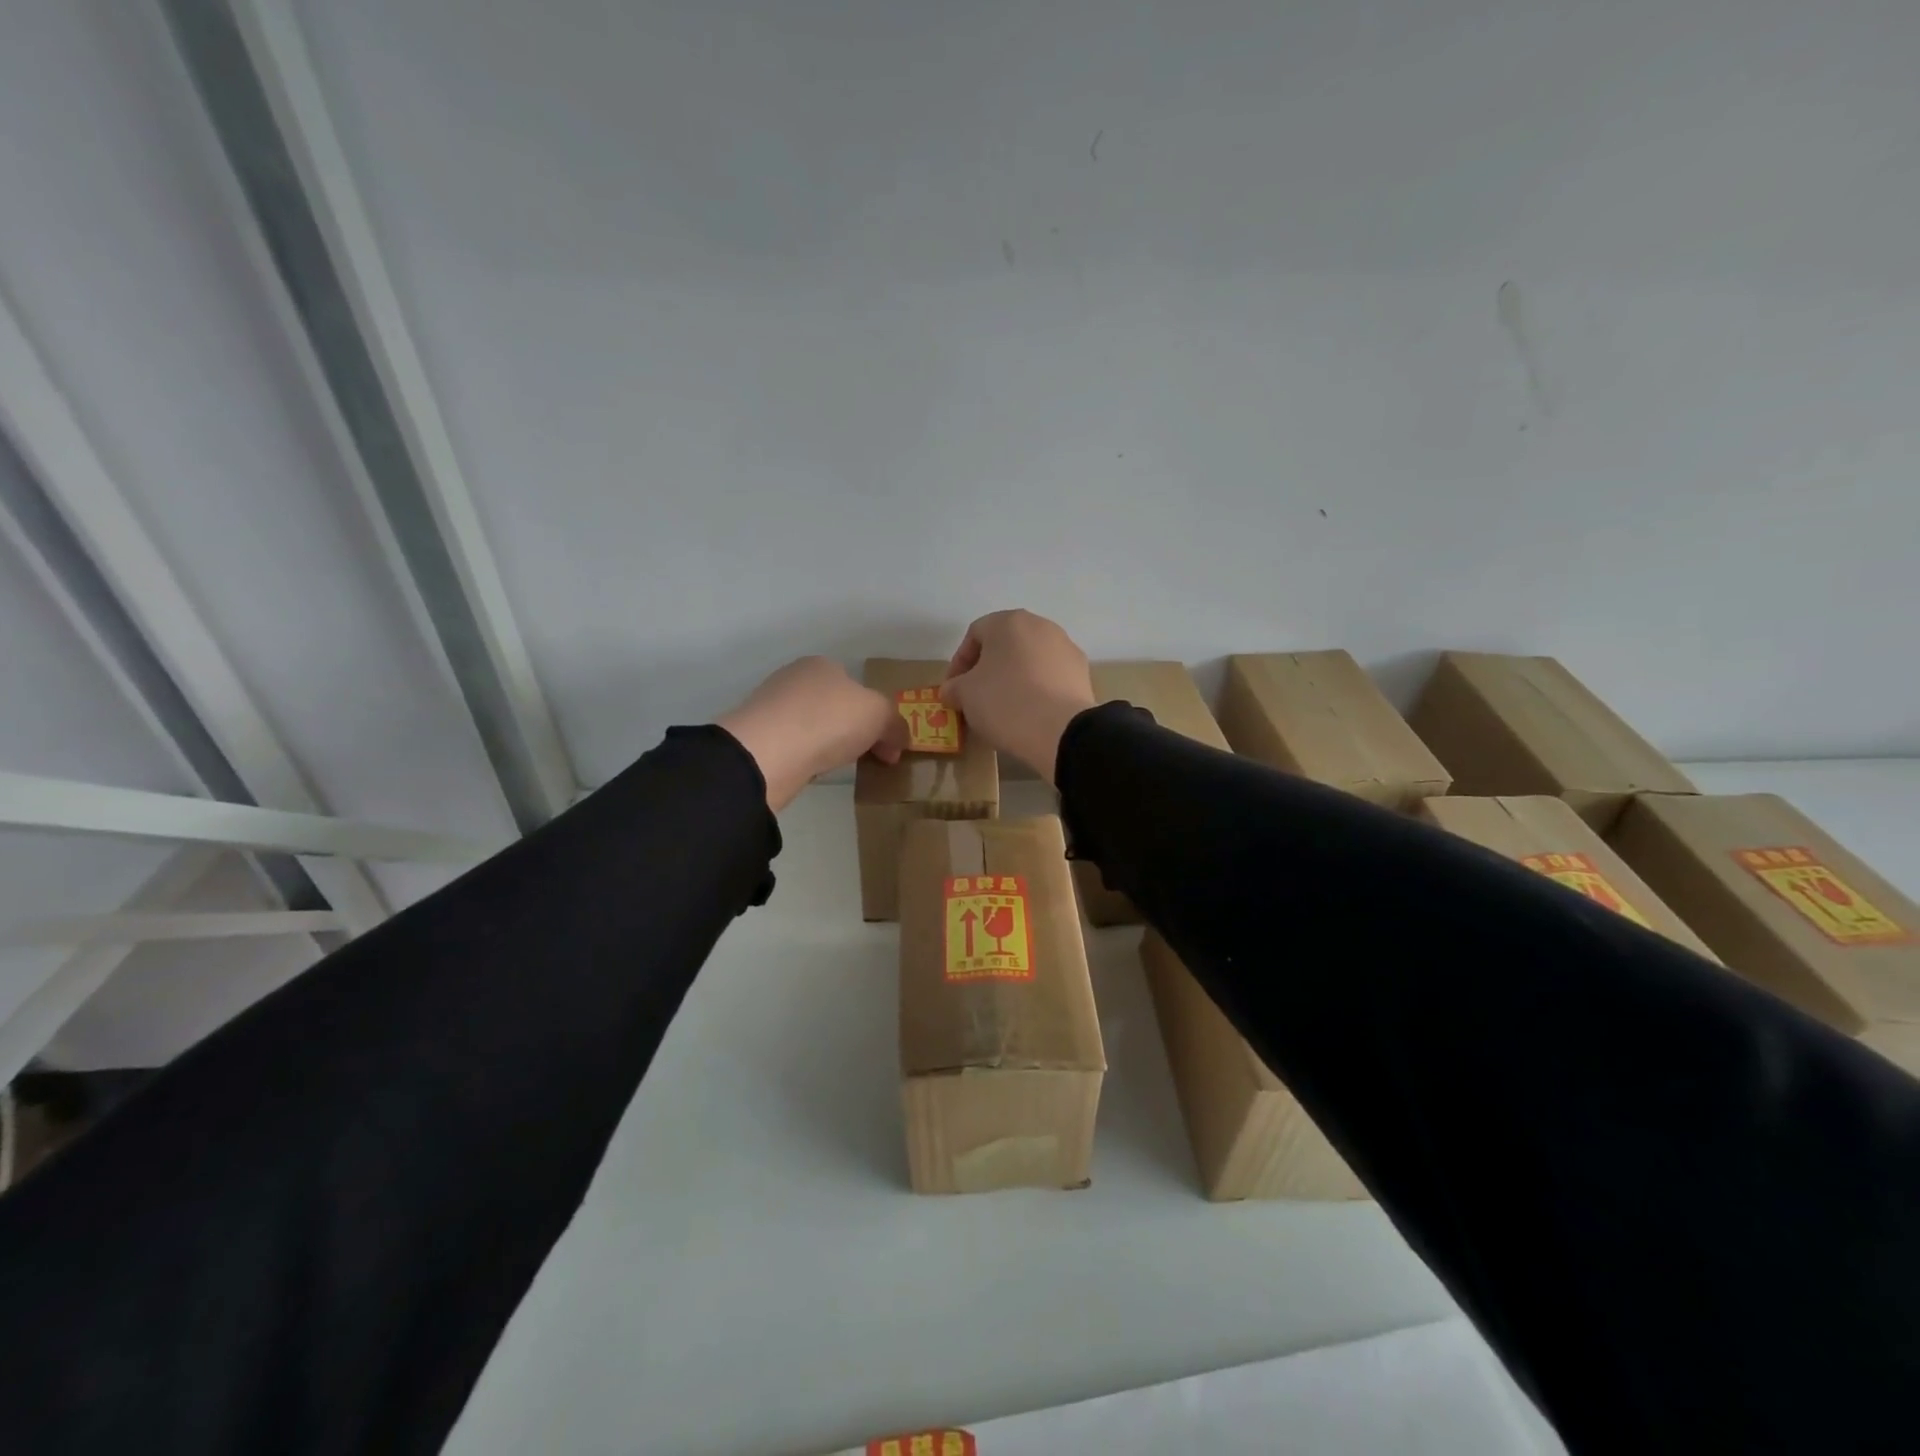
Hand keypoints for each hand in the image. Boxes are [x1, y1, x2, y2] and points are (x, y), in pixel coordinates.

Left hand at [718, 657, 905, 809]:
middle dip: (855, 731)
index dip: (877, 714)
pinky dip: (808, 758)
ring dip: (829, 745)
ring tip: (840, 767)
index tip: (888, 745)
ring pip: (814, 727)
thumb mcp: (880, 715)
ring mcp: (772, 708)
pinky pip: (795, 747)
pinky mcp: (758, 738)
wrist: (767, 753)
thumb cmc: (829, 720)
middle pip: (836, 706)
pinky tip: (813, 771)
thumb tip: (898, 742)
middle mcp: (794, 680)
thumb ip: (895, 724)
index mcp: (823, 665)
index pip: (857, 686)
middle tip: (869, 758)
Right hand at [940, 610, 1096, 782]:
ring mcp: (1066, 648)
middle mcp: (1041, 626)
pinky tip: (1030, 713)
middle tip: (975, 697)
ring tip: (1003, 708)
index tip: (953, 690)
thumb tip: (952, 690)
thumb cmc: (1005, 702)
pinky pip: (1050, 677)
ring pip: (1029, 660)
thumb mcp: (965, 695)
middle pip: (1005, 645)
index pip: (974, 635)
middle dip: (987, 669)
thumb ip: (953, 687)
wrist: (1061, 731)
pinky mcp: (1083, 673)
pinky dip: (1037, 690)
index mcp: (1009, 622)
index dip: (958, 663)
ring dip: (1013, 678)